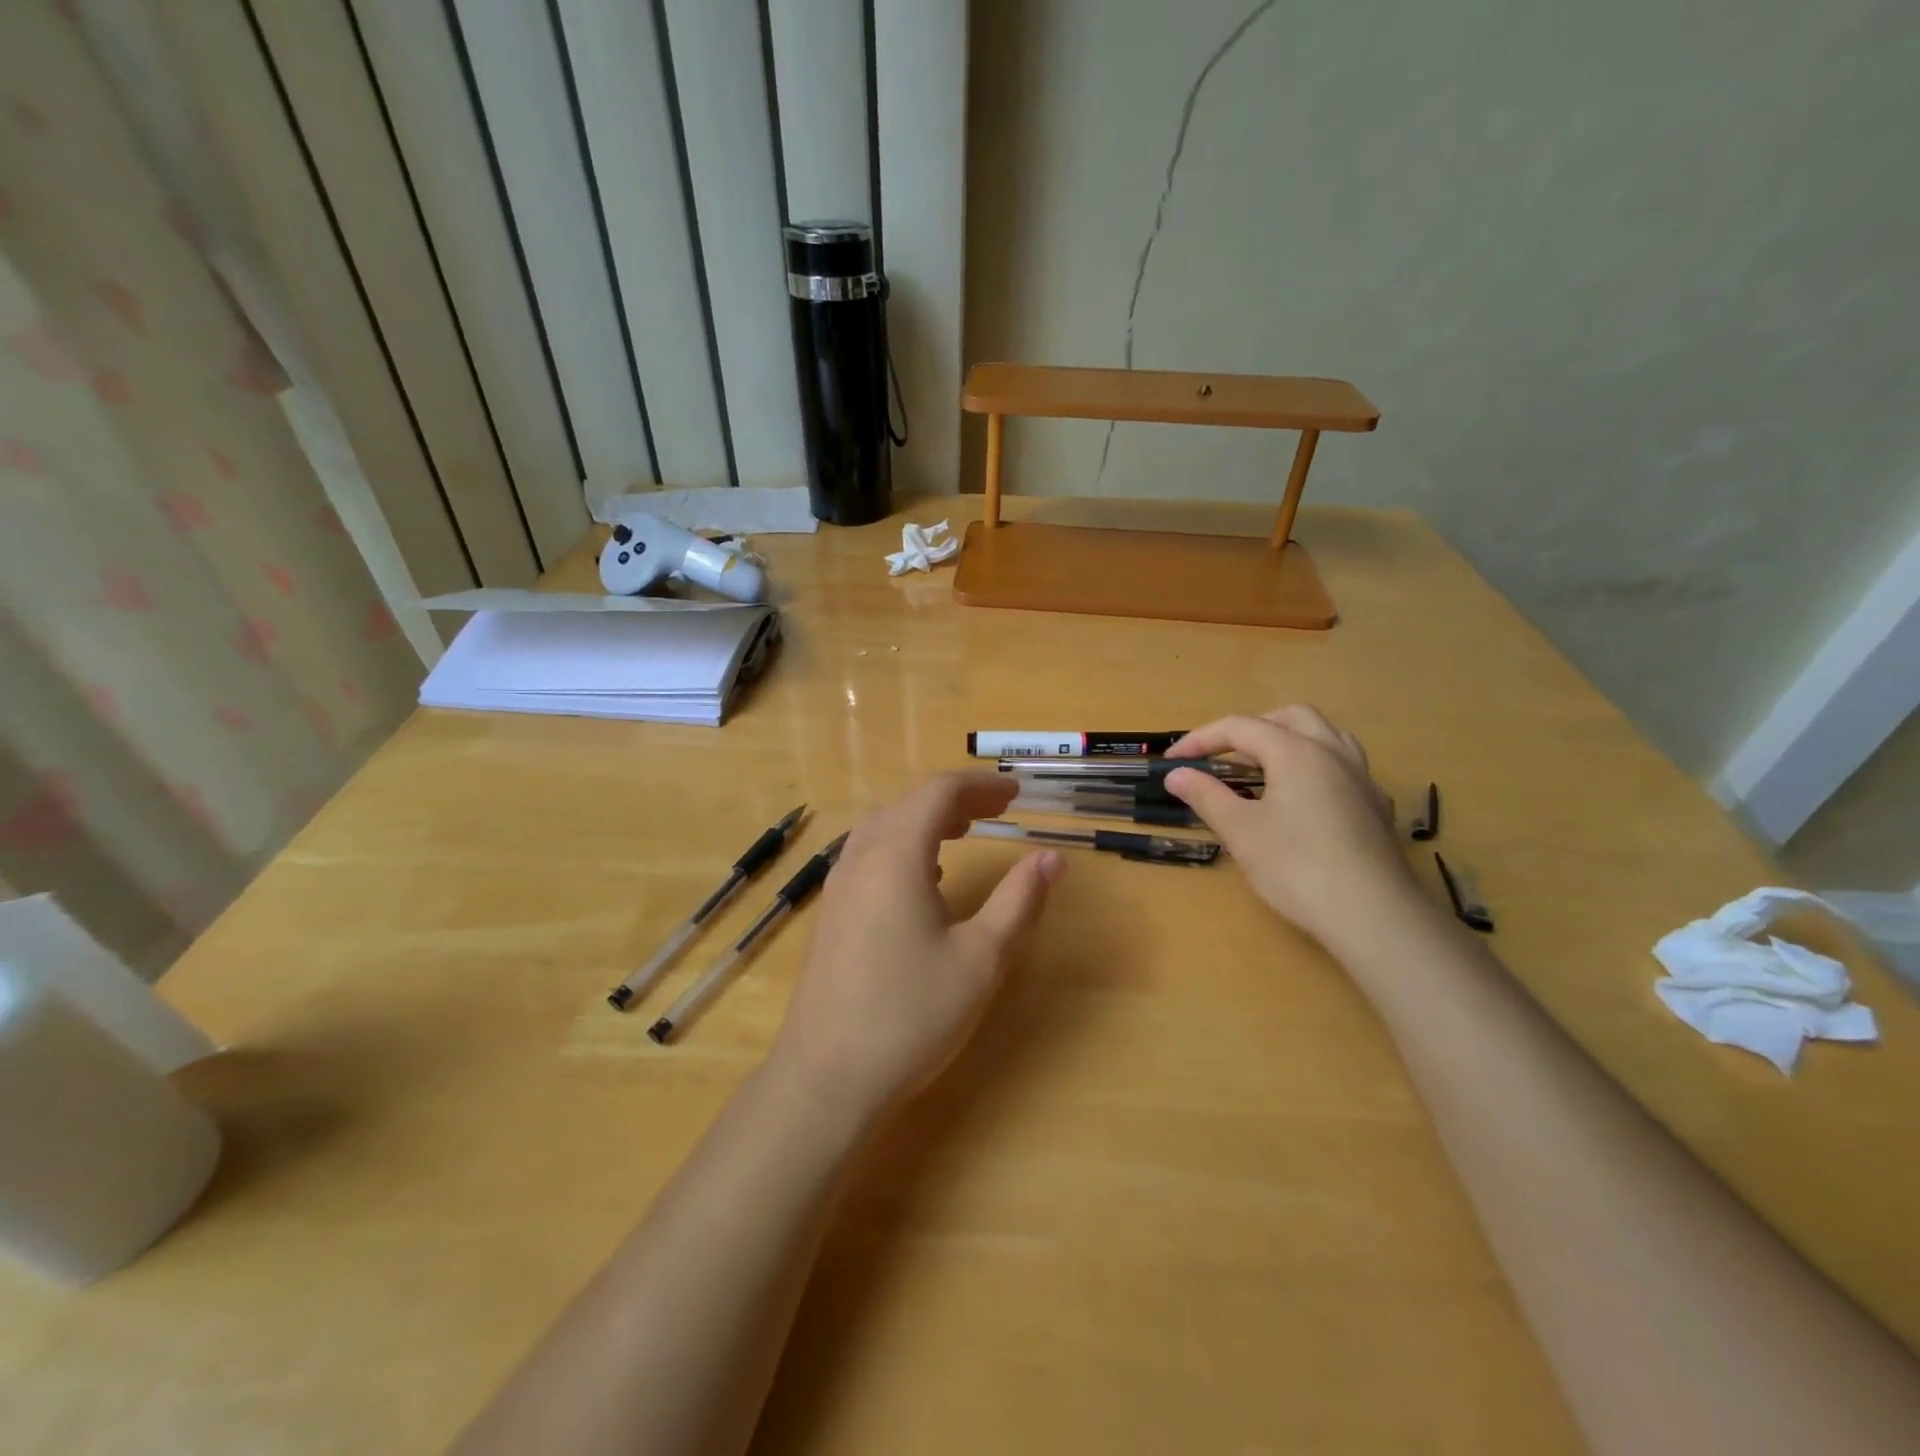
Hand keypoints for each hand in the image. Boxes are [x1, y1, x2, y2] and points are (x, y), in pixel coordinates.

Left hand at [772, 773, 1062, 1122]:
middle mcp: (861, 858)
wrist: (826, 1078)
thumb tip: (1052, 857)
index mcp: (896, 855)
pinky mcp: (831, 913)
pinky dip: (902, 845)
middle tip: (999, 810)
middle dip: (956, 799)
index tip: (1017, 793)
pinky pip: (868, 854)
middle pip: (909, 804)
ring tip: (965, 832)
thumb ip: (1018, 901)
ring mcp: (839, 886)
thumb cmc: (911, 1015)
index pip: (938, 793)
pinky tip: (924, 878)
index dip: (981, 786)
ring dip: (925, 819)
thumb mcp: (980, 959)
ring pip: (884, 827)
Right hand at [1163, 707, 1420, 950]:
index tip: (1173, 762)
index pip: (1240, 727)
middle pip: (1290, 718)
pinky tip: (1305, 800)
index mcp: (1296, 752)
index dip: (1201, 740)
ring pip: (1326, 736)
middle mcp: (1333, 753)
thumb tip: (1176, 774)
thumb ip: (1206, 796)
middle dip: (1251, 729)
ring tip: (1265, 768)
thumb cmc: (1297, 867)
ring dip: (1290, 740)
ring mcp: (1362, 779)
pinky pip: (1345, 768)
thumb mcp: (1240, 831)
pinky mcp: (1377, 808)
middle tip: (1224, 756)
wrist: (1373, 915)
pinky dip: (1316, 768)